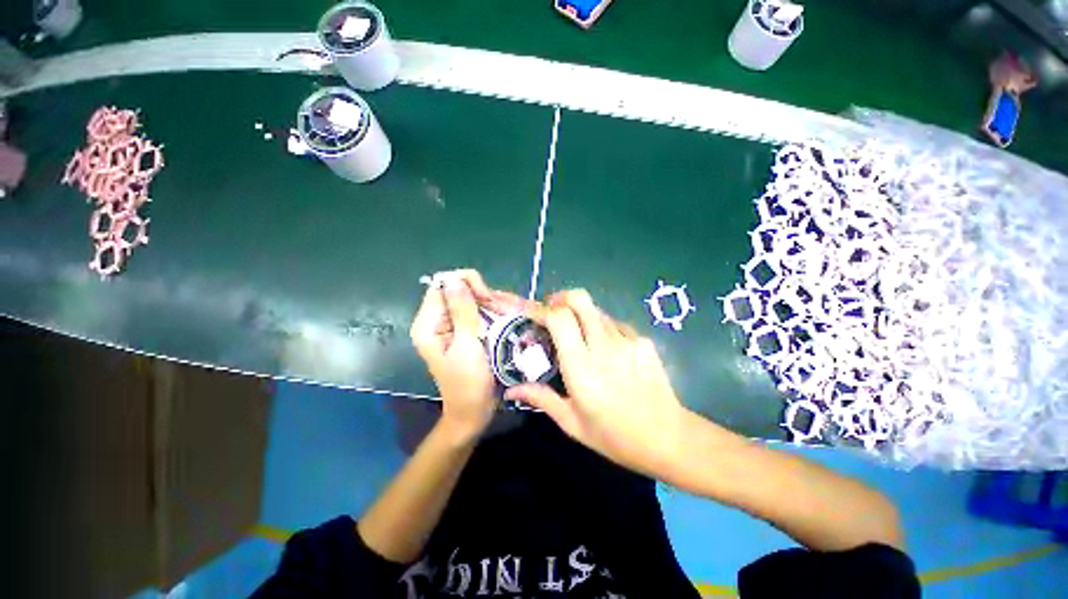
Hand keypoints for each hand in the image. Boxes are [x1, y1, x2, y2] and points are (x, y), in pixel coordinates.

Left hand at [410, 270, 524, 440]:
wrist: (473, 411)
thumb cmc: (468, 383)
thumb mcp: (466, 346)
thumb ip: (462, 311)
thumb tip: (455, 279)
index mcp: (427, 324)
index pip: (442, 286)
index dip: (465, 284)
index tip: (487, 298)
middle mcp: (436, 321)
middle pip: (457, 290)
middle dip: (480, 294)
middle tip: (500, 309)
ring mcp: (450, 326)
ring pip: (469, 300)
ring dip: (488, 304)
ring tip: (504, 315)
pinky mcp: (463, 332)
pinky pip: (476, 312)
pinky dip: (489, 312)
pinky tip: (502, 320)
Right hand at [505, 290, 687, 477]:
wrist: (668, 437)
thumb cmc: (614, 436)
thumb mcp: (572, 423)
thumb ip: (541, 399)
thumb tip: (511, 390)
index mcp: (581, 367)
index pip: (559, 319)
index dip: (542, 310)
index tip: (532, 314)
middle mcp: (603, 345)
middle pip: (580, 299)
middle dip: (561, 298)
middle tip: (553, 311)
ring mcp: (627, 340)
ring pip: (596, 310)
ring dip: (581, 314)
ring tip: (578, 334)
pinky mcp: (643, 340)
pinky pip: (614, 323)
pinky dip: (602, 327)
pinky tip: (605, 349)